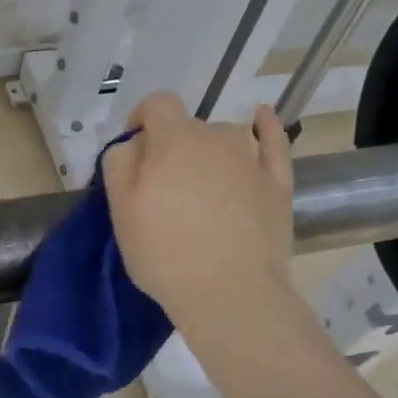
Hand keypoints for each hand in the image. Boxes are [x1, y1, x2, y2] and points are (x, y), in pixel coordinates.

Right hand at [101, 92, 295, 324]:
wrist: (231, 294)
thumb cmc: (165, 253)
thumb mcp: (120, 209)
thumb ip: (120, 163)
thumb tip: (134, 144)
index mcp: (173, 140)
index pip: (157, 104)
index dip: (141, 118)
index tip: (134, 149)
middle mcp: (216, 137)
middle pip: (188, 126)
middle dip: (171, 146)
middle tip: (162, 188)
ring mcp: (252, 158)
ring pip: (224, 138)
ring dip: (208, 150)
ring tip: (201, 184)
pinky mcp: (278, 182)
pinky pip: (273, 142)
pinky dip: (265, 127)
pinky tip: (262, 118)